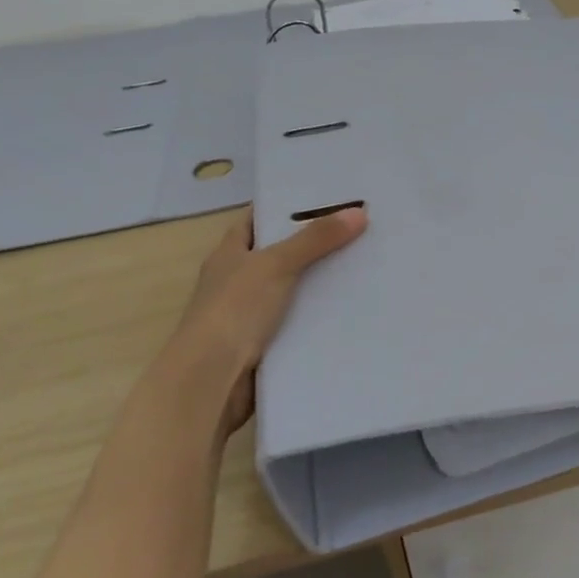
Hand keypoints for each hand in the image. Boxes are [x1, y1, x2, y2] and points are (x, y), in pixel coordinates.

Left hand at [166, 205, 366, 436]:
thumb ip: (316, 239)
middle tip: (360, 226)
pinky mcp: (266, 344)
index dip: (288, 204)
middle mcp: (238, 279)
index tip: (328, 195)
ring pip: (294, 288)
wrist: (211, 382)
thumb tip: (359, 212)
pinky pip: (300, 320)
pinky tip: (353, 305)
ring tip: (367, 261)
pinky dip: (321, 314)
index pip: (260, 218)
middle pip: (282, 252)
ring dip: (323, 280)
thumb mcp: (276, 265)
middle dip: (316, 242)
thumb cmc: (234, 310)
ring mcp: (251, 314)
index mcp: (230, 253)